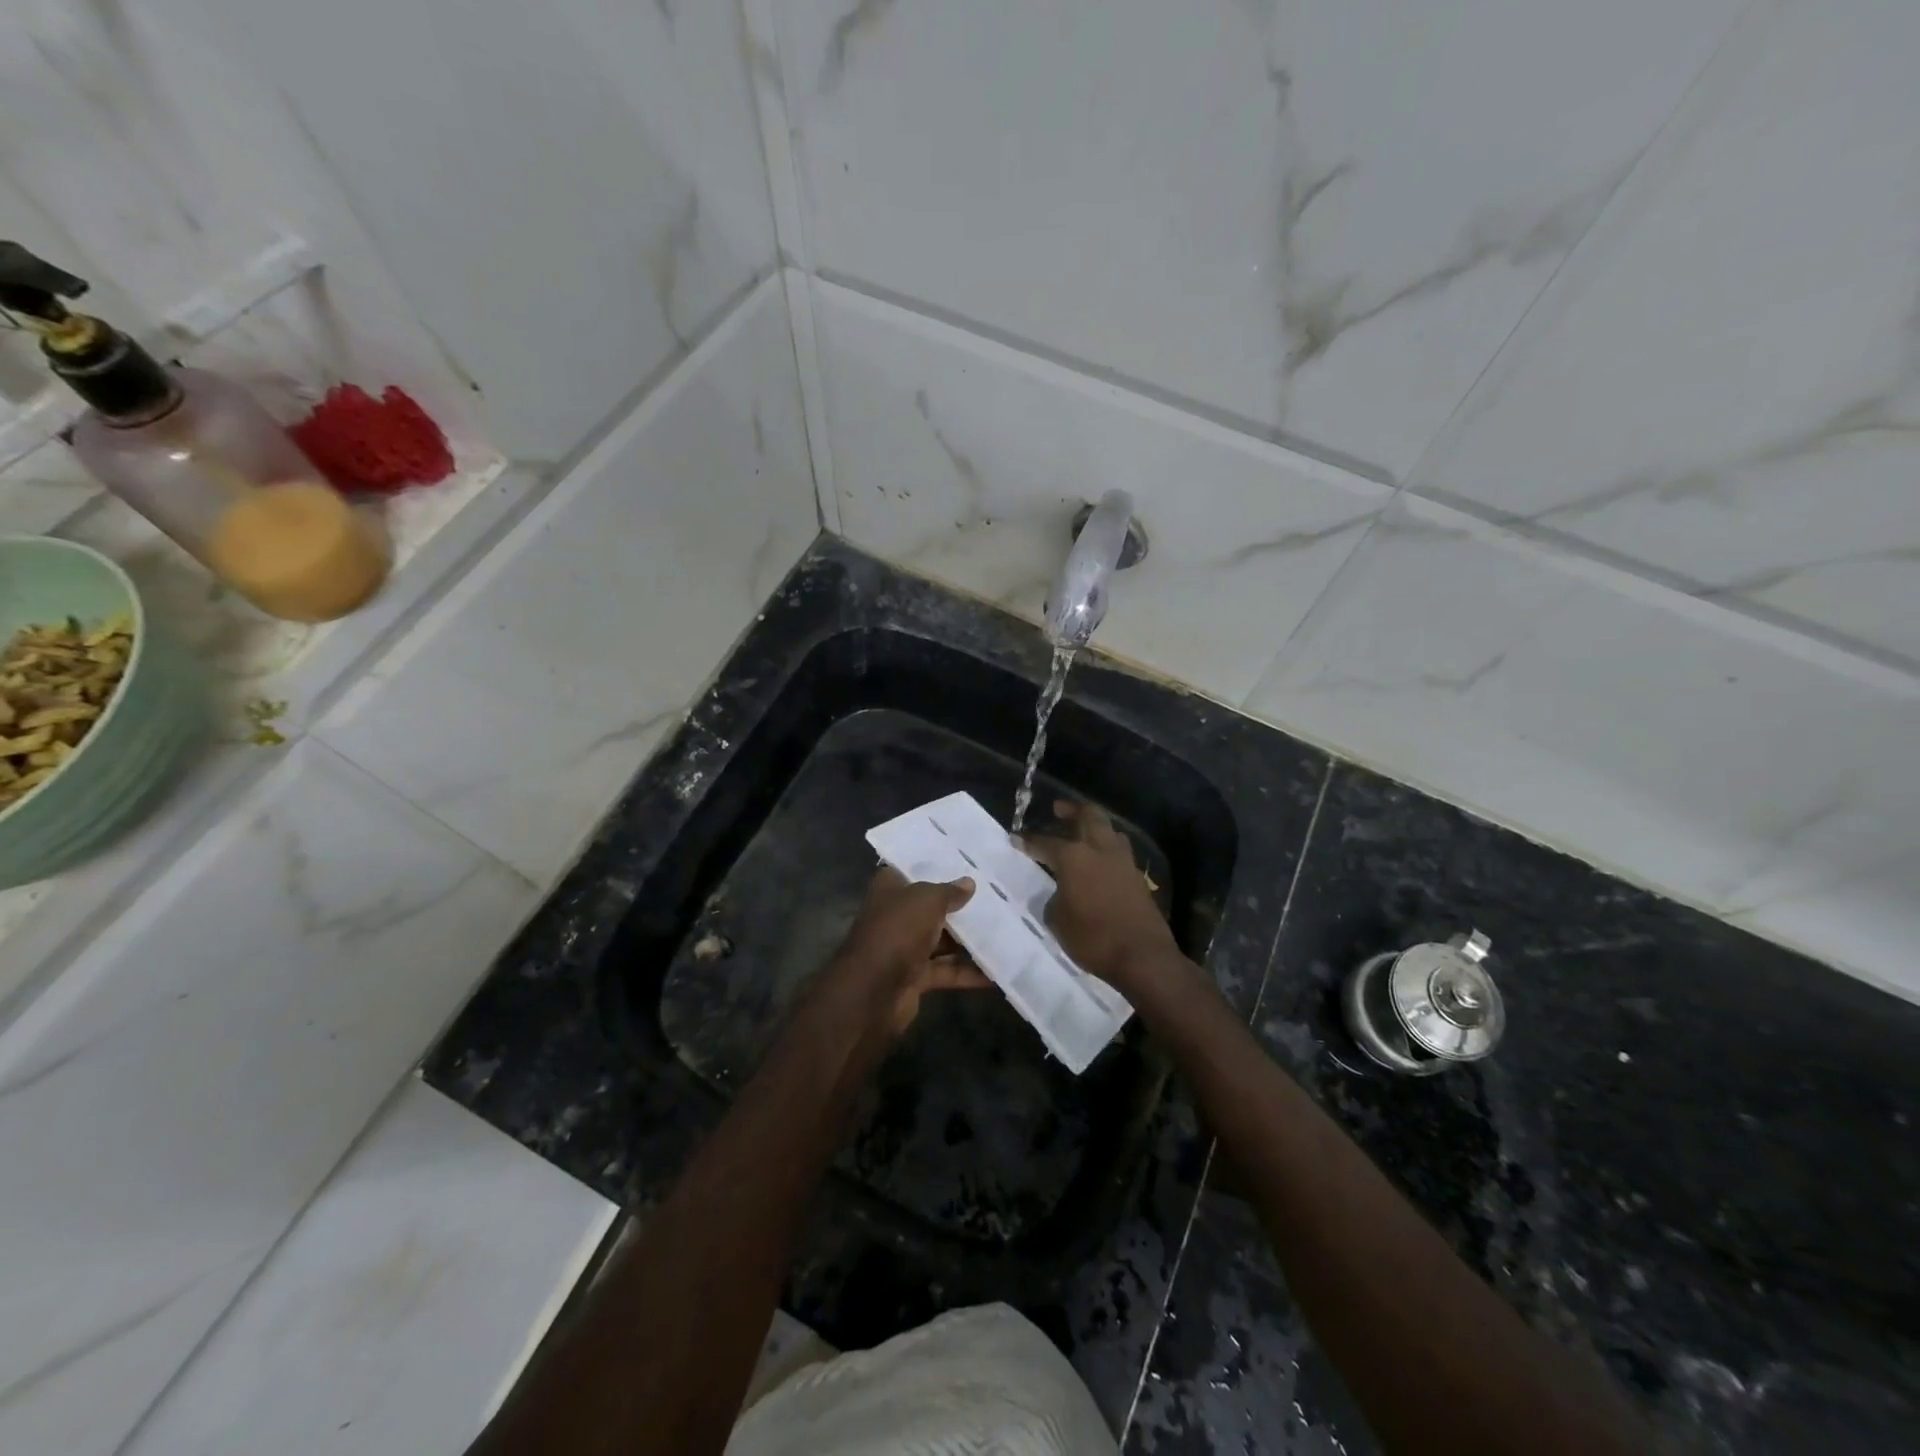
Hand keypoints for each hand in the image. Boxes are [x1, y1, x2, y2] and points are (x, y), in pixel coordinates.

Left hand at [828, 867, 986, 1035]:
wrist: (872, 990)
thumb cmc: (897, 930)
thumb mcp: (927, 900)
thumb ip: (949, 892)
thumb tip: (969, 883)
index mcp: (890, 889)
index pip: (914, 871)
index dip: (938, 868)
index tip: (968, 865)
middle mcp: (896, 915)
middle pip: (932, 908)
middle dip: (961, 907)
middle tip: (997, 899)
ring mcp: (904, 948)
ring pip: (942, 941)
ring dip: (969, 941)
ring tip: (1006, 932)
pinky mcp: (915, 977)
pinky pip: (946, 971)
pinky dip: (968, 973)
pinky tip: (996, 972)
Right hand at [1019, 800, 1179, 992]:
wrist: (1142, 955)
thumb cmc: (1093, 937)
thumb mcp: (1058, 921)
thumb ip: (1055, 898)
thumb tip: (1061, 892)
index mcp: (1074, 856)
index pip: (1046, 842)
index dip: (1029, 840)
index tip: (1016, 837)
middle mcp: (1100, 849)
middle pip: (1088, 816)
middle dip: (1072, 810)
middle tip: (1058, 809)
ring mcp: (1123, 861)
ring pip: (1109, 830)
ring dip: (1094, 826)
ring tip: (1082, 831)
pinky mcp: (1137, 877)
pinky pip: (1119, 851)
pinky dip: (1106, 848)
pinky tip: (1099, 860)